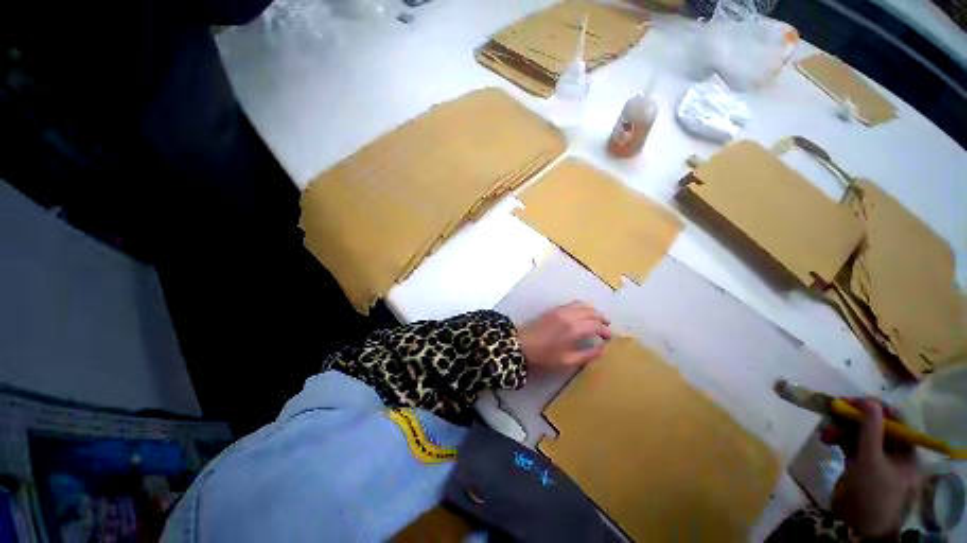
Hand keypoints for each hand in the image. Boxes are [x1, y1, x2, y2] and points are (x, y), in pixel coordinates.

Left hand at [516, 302, 611, 368]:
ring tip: (596, 319)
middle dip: (601, 318)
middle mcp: (570, 315)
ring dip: (592, 311)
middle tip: (606, 326)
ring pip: (582, 305)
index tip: (609, 337)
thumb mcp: (567, 360)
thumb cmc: (545, 355)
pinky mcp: (554, 309)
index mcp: (575, 328)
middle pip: (591, 312)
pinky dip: (581, 307)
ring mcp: (561, 310)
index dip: (605, 330)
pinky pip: (572, 304)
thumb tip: (602, 351)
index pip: (596, 325)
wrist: (522, 344)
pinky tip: (581, 314)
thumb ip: (586, 355)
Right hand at [823, 399, 917, 537]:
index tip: (852, 401)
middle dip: (853, 419)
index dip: (875, 408)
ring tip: (825, 430)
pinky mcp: (859, 463)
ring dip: (842, 428)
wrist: (854, 523)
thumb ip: (871, 428)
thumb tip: (868, 401)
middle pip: (875, 426)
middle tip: (833, 411)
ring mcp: (876, 458)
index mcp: (906, 451)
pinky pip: (850, 444)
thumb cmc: (871, 491)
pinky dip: (838, 438)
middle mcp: (893, 452)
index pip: (896, 421)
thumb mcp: (871, 459)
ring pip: (859, 434)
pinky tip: (826, 438)